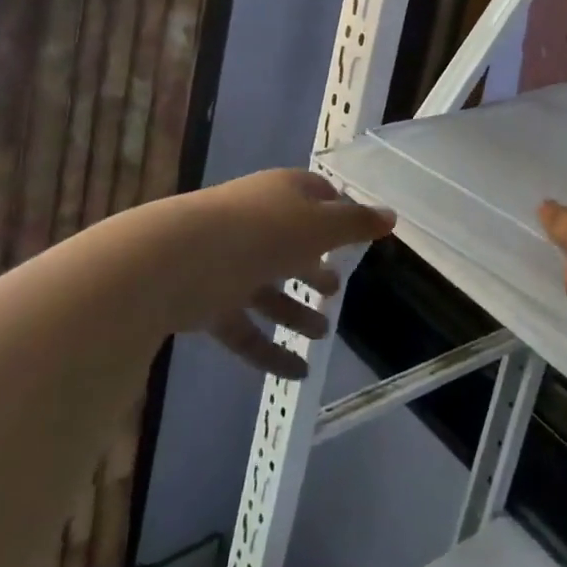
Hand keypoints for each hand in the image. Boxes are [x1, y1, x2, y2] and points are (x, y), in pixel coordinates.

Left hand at [153, 169, 394, 378]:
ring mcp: (229, 262)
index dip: (338, 212)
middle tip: (336, 289)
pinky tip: (297, 373)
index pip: (316, 194)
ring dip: (295, 311)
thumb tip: (391, 216)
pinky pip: (245, 328)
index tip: (357, 234)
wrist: (175, 261)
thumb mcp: (320, 227)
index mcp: (281, 193)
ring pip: (268, 288)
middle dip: (315, 265)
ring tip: (322, 333)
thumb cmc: (261, 232)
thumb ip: (356, 224)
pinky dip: (269, 350)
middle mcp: (255, 222)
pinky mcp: (208, 301)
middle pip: (291, 242)